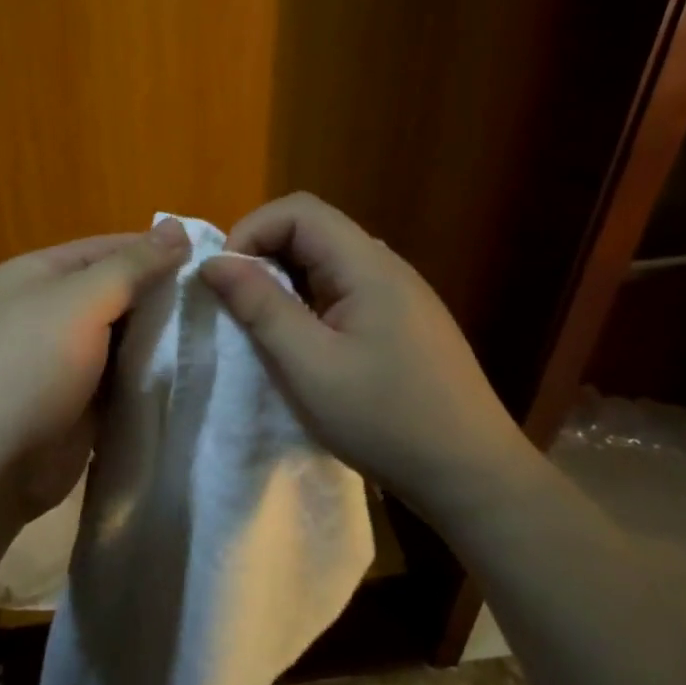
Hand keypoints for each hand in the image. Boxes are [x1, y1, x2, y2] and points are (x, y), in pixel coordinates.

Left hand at [0, 219, 191, 521]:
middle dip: (163, 298)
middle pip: (117, 293)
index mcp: (36, 275)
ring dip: (161, 340)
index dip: (157, 252)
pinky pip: (121, 378)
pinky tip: (191, 374)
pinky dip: (149, 376)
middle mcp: (46, 311)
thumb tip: (178, 226)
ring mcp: (60, 360)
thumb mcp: (79, 304)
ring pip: (122, 338)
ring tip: (218, 336)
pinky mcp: (76, 402)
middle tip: (222, 304)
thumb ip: (132, 267)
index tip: (213, 261)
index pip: (107, 249)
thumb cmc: (27, 370)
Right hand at [198, 192, 535, 511]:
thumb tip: (214, 261)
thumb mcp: (308, 365)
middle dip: (264, 256)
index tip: (226, 279)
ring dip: (287, 281)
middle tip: (238, 306)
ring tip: (266, 327)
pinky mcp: (404, 321)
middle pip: (314, 230)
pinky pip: (346, 290)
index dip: (252, 231)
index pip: (299, 210)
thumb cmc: (384, 419)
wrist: (471, 474)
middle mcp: (387, 266)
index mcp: (367, 265)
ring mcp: (401, 294)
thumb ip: (260, 306)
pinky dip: (311, 302)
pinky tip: (308, 345)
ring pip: (328, 262)